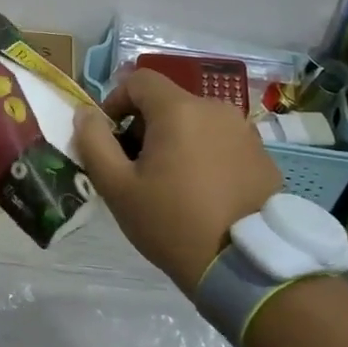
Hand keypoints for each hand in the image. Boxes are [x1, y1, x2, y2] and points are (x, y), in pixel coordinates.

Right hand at [73, 68, 283, 292]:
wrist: (243, 266)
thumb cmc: (171, 222)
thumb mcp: (117, 187)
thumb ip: (94, 142)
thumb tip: (85, 113)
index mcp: (179, 109)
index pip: (139, 80)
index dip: (116, 102)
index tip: (111, 138)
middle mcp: (216, 109)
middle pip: (168, 102)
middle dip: (145, 126)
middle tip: (137, 169)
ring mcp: (244, 132)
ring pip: (196, 122)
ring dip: (176, 140)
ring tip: (171, 183)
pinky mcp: (262, 155)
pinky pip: (222, 142)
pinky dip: (205, 155)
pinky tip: (203, 193)